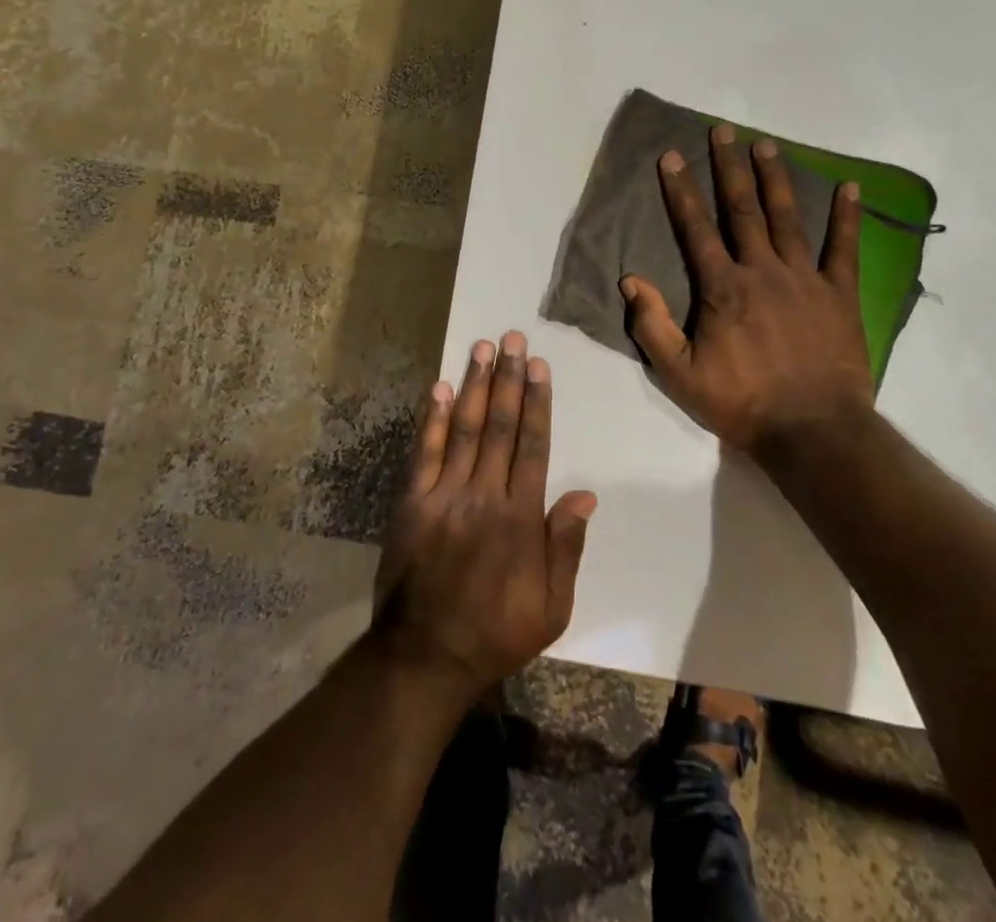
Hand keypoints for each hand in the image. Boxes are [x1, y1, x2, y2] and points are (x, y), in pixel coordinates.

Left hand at [372, 332, 596, 697]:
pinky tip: (438, 388)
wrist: (425, 657)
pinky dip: (431, 419)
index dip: (537, 402)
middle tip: (511, 338)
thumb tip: (585, 494)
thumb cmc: (497, 632)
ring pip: (463, 430)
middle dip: (507, 379)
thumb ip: (566, 547)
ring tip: (481, 348)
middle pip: (499, 426)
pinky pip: (423, 453)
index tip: (538, 366)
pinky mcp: (411, 504)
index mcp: (520, 518)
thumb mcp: (552, 607)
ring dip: (474, 386)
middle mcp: (483, 496)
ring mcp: (443, 497)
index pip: (532, 446)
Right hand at [620, 125, 874, 454]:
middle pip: (743, 209)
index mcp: (722, 288)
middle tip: (724, 131)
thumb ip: (653, 325)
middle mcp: (762, 271)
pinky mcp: (839, 294)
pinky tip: (850, 186)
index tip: (672, 156)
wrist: (812, 431)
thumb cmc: (741, 403)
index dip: (682, 191)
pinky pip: (844, 247)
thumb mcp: (679, 375)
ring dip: (775, 178)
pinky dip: (847, 216)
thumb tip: (630, 280)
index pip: (696, 228)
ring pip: (787, 217)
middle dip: (730, 167)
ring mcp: (804, 279)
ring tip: (767, 144)